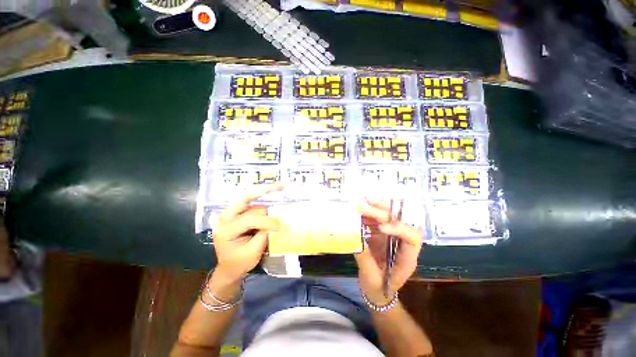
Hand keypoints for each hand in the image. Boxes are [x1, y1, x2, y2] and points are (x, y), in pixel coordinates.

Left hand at [213, 183, 283, 282]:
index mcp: (225, 230)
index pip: (249, 220)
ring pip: (253, 201)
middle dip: (264, 191)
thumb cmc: (239, 263)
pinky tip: (274, 191)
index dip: (267, 221)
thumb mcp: (253, 252)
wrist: (229, 268)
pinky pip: (253, 203)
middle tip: (282, 185)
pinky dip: (264, 197)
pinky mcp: (239, 213)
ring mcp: (232, 213)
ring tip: (281, 192)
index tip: (283, 226)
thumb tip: (277, 221)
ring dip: (266, 197)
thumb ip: (264, 234)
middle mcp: (226, 217)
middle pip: (246, 199)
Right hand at [355, 199, 422, 305]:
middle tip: (363, 207)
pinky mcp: (380, 235)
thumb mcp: (371, 278)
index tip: (380, 228)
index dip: (399, 229)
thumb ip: (365, 258)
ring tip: (360, 205)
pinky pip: (376, 221)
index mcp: (406, 258)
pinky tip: (358, 213)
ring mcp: (390, 237)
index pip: (412, 238)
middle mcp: (401, 243)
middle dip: (381, 213)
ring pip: (387, 218)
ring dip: (374, 209)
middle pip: (397, 222)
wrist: (377, 290)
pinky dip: (367, 215)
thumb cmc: (378, 289)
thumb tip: (356, 238)